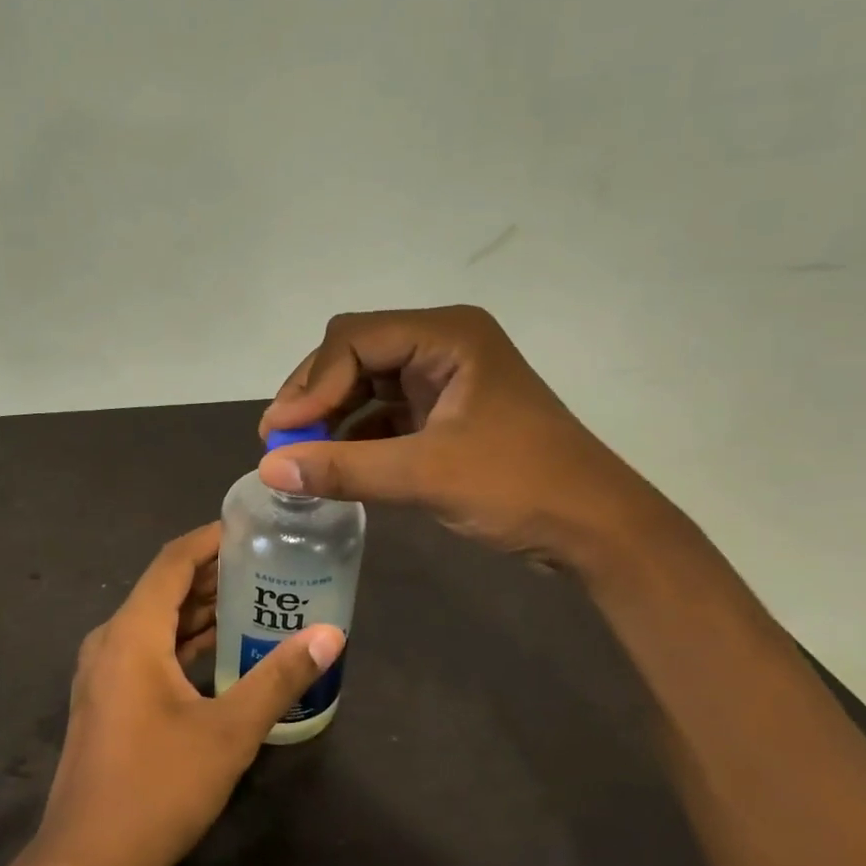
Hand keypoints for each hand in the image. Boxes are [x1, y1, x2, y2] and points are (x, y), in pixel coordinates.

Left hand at [37, 523, 344, 865]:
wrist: (86, 865)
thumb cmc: (157, 788)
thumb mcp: (229, 732)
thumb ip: (279, 678)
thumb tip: (330, 635)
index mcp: (132, 633)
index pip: (173, 561)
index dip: (211, 538)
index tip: (253, 528)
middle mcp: (111, 641)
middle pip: (164, 589)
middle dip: (214, 574)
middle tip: (269, 566)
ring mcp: (103, 673)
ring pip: (156, 623)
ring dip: (200, 611)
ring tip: (256, 601)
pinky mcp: (106, 701)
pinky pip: (148, 652)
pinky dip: (184, 643)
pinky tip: (222, 652)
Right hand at [258, 305, 671, 566]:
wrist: (596, 529)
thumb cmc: (519, 487)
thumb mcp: (425, 475)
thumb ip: (343, 468)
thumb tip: (268, 468)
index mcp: (447, 336)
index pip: (354, 339)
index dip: (310, 383)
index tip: (280, 432)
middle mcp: (442, 345)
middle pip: (355, 354)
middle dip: (315, 396)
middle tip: (279, 441)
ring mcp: (444, 379)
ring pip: (366, 383)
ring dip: (331, 416)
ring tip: (298, 454)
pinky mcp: (444, 412)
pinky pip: (385, 411)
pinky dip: (356, 434)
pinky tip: (333, 462)